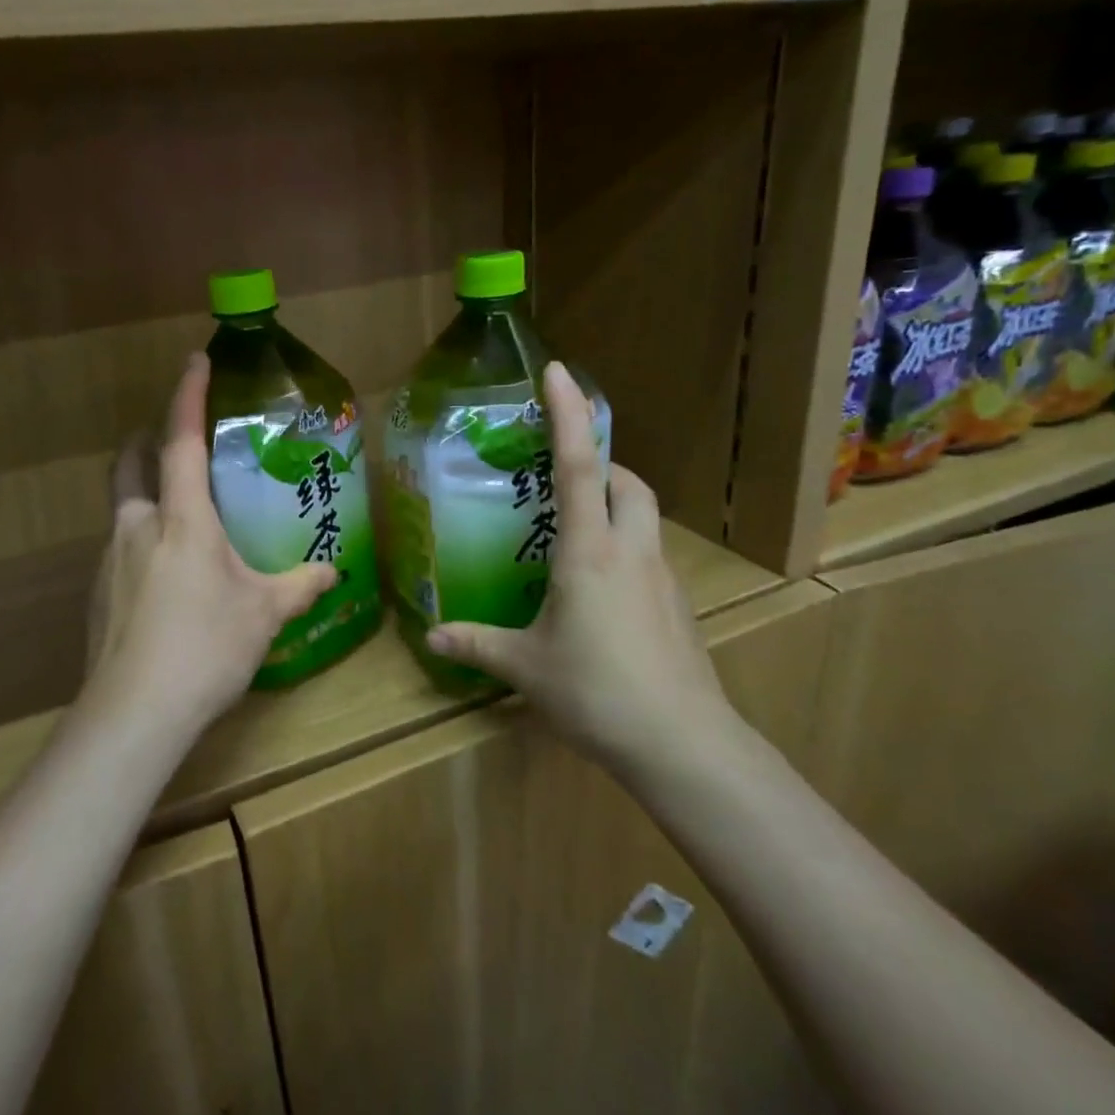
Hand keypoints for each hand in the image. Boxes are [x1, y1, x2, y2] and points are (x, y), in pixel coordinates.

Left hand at [83, 354, 334, 737]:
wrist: (134, 713)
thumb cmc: (206, 646)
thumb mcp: (264, 614)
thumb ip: (300, 586)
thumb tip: (334, 573)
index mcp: (181, 519)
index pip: (180, 441)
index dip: (187, 397)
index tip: (195, 360)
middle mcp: (137, 527)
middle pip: (129, 464)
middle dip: (146, 441)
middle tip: (172, 442)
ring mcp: (110, 560)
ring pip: (121, 507)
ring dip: (144, 496)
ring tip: (180, 519)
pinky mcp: (98, 594)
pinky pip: (120, 549)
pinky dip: (141, 542)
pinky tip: (165, 579)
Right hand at [424, 362, 741, 773]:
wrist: (682, 743)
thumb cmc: (596, 691)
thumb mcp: (525, 666)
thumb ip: (477, 644)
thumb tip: (432, 635)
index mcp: (589, 552)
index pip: (579, 465)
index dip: (568, 414)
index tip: (558, 371)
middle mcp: (630, 551)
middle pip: (628, 484)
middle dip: (602, 464)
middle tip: (566, 476)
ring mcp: (662, 578)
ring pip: (645, 518)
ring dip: (617, 505)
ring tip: (579, 531)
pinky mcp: (677, 606)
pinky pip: (650, 556)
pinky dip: (627, 549)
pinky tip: (601, 590)